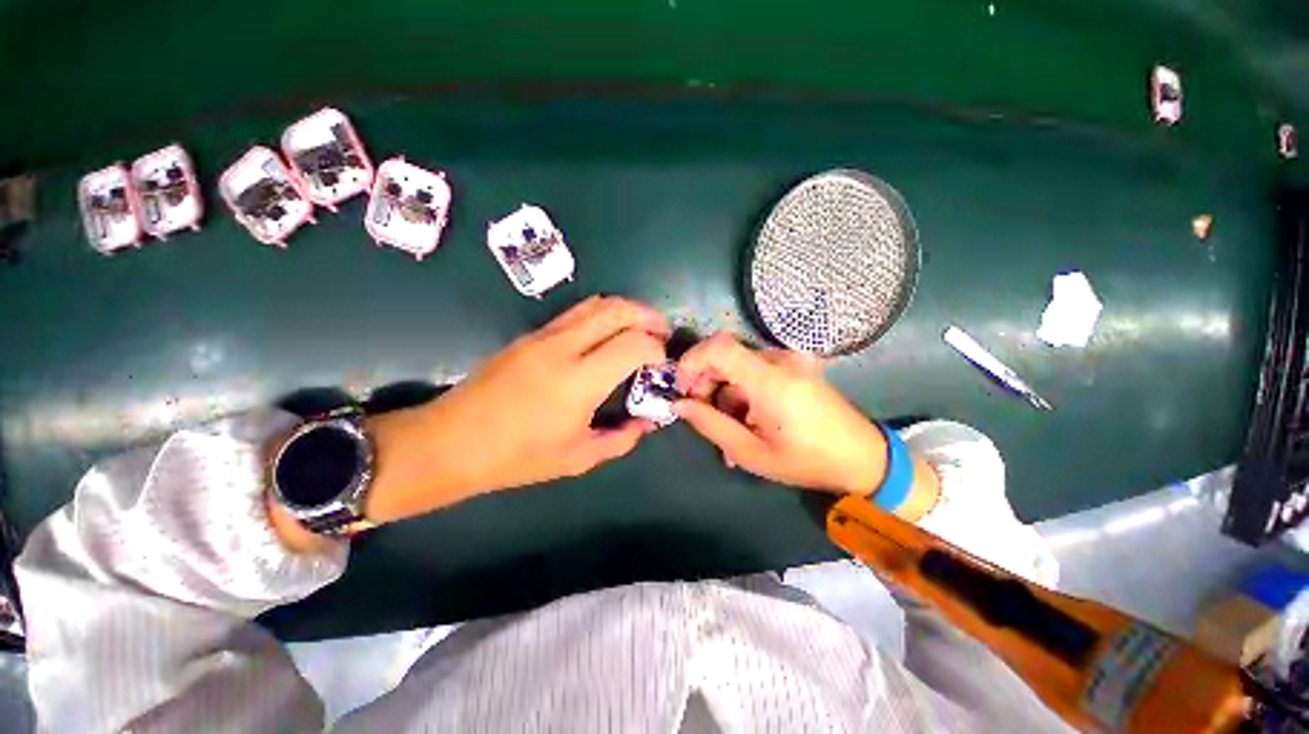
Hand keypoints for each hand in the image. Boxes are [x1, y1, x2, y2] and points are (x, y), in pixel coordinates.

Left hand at [361, 296, 668, 523]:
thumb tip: (647, 421)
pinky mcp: (530, 334)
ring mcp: (544, 335)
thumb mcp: (578, 458)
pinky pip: (576, 313)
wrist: (451, 442)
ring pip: (596, 303)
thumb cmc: (517, 457)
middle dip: (648, 316)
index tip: (662, 363)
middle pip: (618, 310)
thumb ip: (621, 438)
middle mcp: (564, 347)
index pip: (634, 344)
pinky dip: (602, 315)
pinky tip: (607, 334)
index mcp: (579, 381)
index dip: (657, 349)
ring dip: (625, 310)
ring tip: (640, 328)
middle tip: (661, 333)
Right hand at [673, 334, 886, 494]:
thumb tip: (679, 404)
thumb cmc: (807, 461)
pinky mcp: (795, 367)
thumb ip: (710, 425)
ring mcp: (790, 361)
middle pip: (725, 355)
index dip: (691, 361)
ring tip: (725, 429)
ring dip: (723, 392)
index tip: (682, 388)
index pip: (718, 347)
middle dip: (704, 381)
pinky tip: (745, 421)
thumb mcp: (751, 453)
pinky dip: (742, 391)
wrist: (864, 458)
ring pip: (738, 366)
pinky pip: (755, 372)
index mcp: (770, 380)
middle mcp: (780, 360)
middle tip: (701, 414)